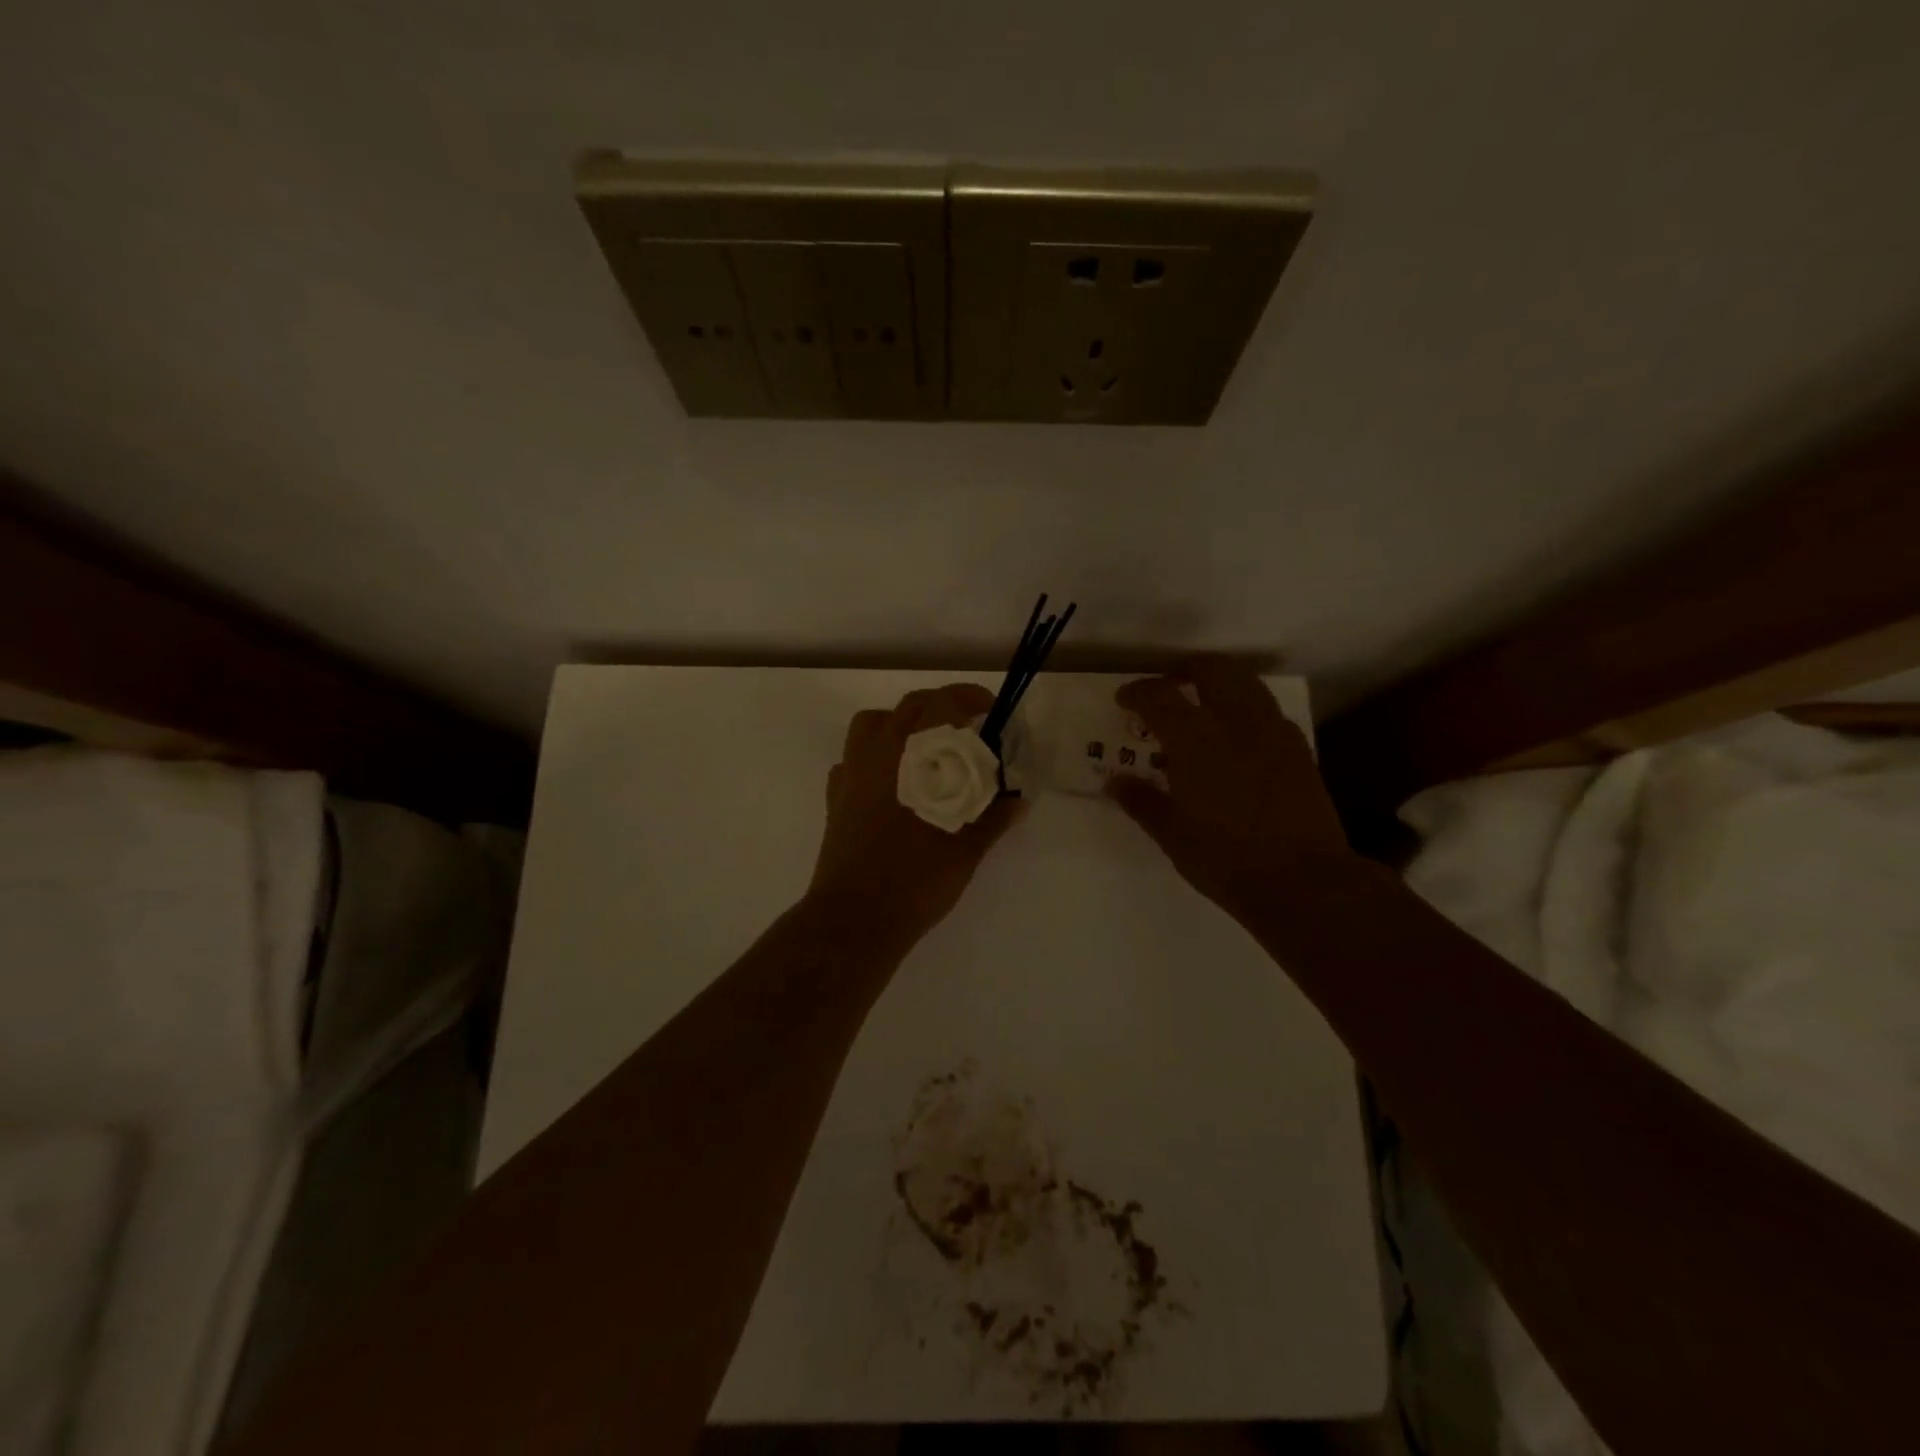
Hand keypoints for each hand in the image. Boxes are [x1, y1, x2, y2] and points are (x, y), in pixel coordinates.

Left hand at [808, 683, 1023, 951]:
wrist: (858, 915)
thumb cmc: (918, 878)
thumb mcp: (967, 848)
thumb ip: (994, 817)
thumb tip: (1018, 800)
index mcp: (917, 755)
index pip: (944, 704)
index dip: (969, 697)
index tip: (988, 708)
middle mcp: (880, 751)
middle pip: (910, 706)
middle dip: (940, 707)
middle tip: (964, 728)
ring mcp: (852, 772)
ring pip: (872, 723)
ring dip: (900, 723)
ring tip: (922, 748)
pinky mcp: (835, 796)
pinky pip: (852, 759)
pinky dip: (873, 758)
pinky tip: (889, 783)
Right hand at [1105, 660, 1353, 924]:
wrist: (1301, 881)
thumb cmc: (1224, 858)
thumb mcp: (1171, 834)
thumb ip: (1142, 801)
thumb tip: (1116, 783)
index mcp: (1195, 738)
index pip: (1159, 696)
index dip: (1137, 692)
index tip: (1125, 700)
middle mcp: (1235, 722)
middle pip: (1212, 669)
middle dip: (1186, 671)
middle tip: (1170, 689)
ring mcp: (1273, 732)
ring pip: (1246, 683)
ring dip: (1220, 684)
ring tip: (1205, 707)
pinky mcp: (1298, 749)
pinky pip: (1268, 712)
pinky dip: (1246, 711)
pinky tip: (1238, 741)